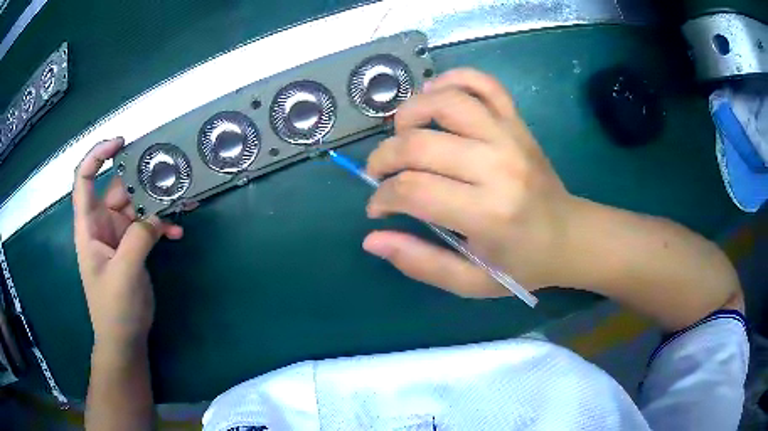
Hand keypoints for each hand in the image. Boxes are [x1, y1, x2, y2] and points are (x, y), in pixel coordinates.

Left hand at [73, 137, 182, 347]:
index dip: (98, 155)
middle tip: (169, 173)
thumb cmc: (114, 309)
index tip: (121, 143)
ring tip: (181, 202)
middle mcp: (102, 225)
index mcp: (89, 226)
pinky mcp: (133, 247)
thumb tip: (157, 213)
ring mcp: (119, 236)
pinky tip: (178, 231)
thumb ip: (138, 238)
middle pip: (119, 189)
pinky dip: (162, 225)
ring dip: (158, 204)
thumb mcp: (124, 273)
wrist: (124, 339)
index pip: (85, 180)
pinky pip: (148, 226)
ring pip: (137, 206)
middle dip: (142, 180)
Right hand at [364, 68, 580, 297]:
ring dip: (409, 112)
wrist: (569, 236)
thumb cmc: (521, 264)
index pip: (412, 190)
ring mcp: (510, 137)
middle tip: (379, 173)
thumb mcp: (471, 282)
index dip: (382, 197)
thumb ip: (421, 263)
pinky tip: (434, 93)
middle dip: (383, 158)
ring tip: (401, 133)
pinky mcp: (518, 123)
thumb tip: (371, 239)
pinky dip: (454, 79)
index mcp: (487, 213)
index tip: (378, 208)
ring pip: (446, 102)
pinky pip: (484, 84)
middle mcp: (497, 166)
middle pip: (419, 144)